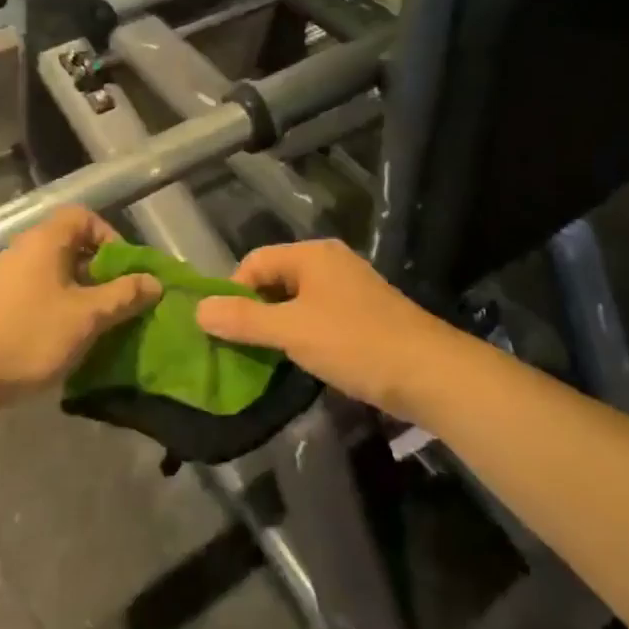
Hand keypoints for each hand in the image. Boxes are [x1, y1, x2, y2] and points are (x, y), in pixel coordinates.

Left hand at [0, 208, 160, 403]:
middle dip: (101, 272)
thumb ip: (123, 296)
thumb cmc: (29, 334)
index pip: (85, 217)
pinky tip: (66, 339)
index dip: (111, 238)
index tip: (124, 271)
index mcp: (46, 240)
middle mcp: (26, 249)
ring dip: (82, 294)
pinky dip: (60, 308)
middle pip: (72, 246)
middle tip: (118, 302)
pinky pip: (40, 293)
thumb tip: (154, 282)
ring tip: (97, 325)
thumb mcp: (87, 317)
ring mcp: (8, 277)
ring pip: (57, 274)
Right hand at [196, 239, 450, 418]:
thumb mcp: (292, 331)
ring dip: (278, 325)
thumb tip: (198, 309)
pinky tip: (303, 360)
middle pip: (275, 278)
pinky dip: (303, 332)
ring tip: (268, 357)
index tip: (224, 329)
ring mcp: (350, 287)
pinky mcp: (365, 313)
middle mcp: (330, 262)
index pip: (254, 261)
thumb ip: (244, 320)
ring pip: (297, 299)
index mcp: (311, 255)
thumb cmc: (355, 343)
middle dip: (255, 310)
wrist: (430, 373)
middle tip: (241, 346)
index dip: (233, 292)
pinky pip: (319, 315)